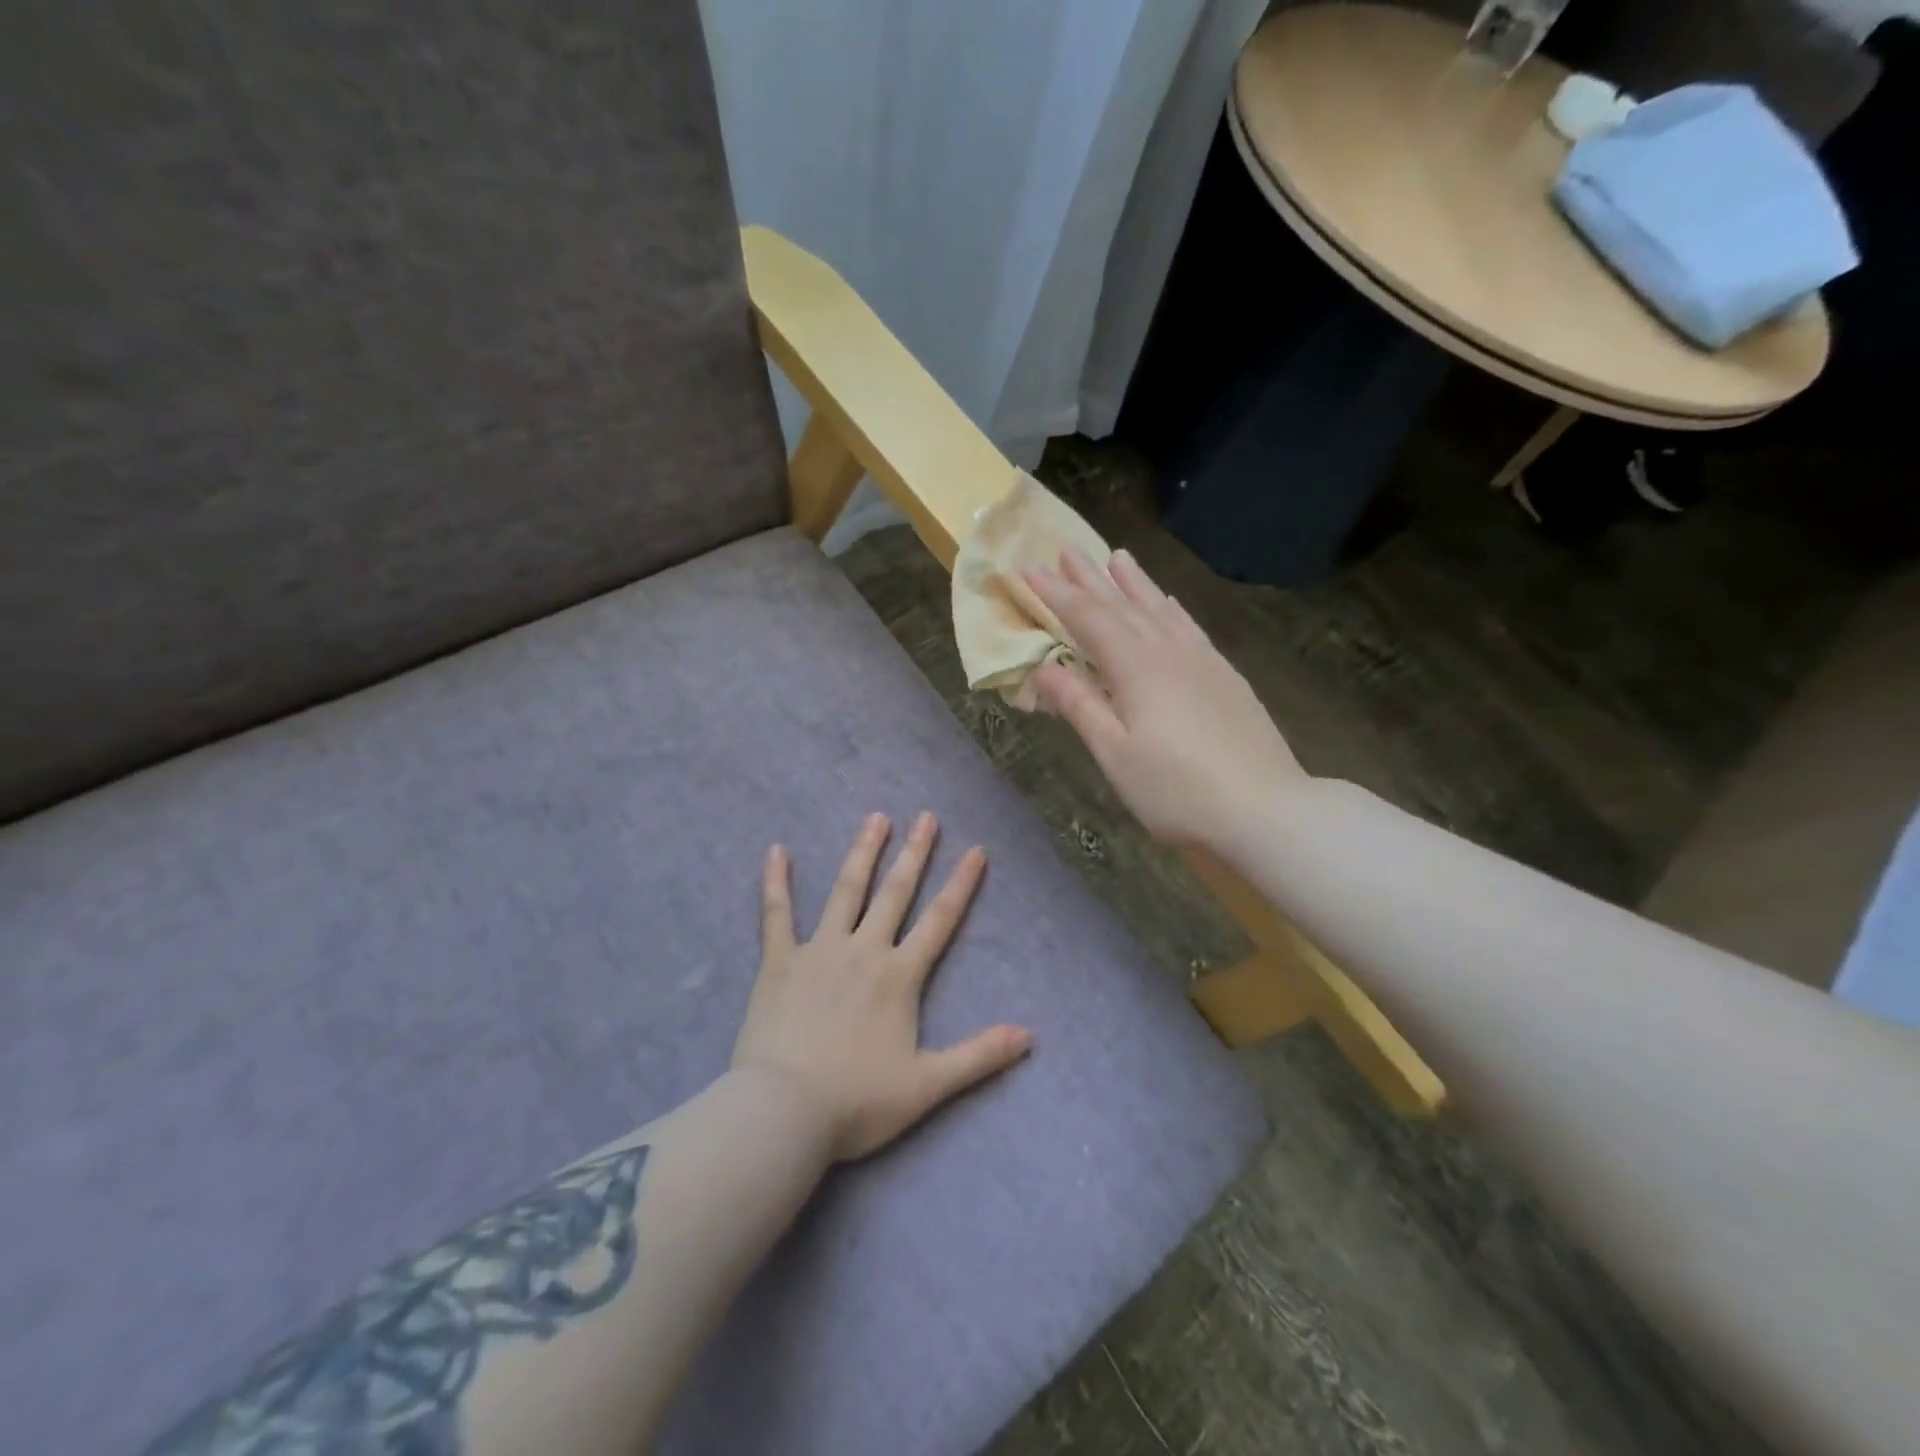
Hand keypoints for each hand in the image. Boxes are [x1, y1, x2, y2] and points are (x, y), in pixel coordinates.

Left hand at [732, 813, 1031, 1162]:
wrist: (785, 1112)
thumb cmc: (858, 1101)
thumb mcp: (928, 1085)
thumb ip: (979, 1056)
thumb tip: (1030, 1036)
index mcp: (899, 976)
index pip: (939, 921)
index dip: (961, 885)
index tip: (975, 850)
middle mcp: (864, 950)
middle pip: (895, 893)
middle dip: (914, 853)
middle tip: (926, 816)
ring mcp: (819, 951)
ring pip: (846, 891)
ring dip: (863, 852)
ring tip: (876, 818)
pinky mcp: (779, 961)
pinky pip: (776, 913)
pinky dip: (777, 882)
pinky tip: (777, 851)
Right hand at [1024, 549, 1305, 853]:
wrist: (1265, 808)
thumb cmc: (1177, 790)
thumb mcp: (1116, 755)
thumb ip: (1081, 707)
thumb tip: (1044, 668)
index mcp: (1136, 669)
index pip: (1088, 620)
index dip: (1056, 594)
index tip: (1029, 569)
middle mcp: (1168, 652)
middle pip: (1123, 606)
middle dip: (1091, 578)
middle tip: (1066, 549)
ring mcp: (1202, 661)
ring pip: (1159, 609)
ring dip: (1134, 583)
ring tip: (1117, 556)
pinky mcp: (1225, 676)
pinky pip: (1189, 626)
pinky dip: (1171, 608)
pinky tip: (1168, 601)